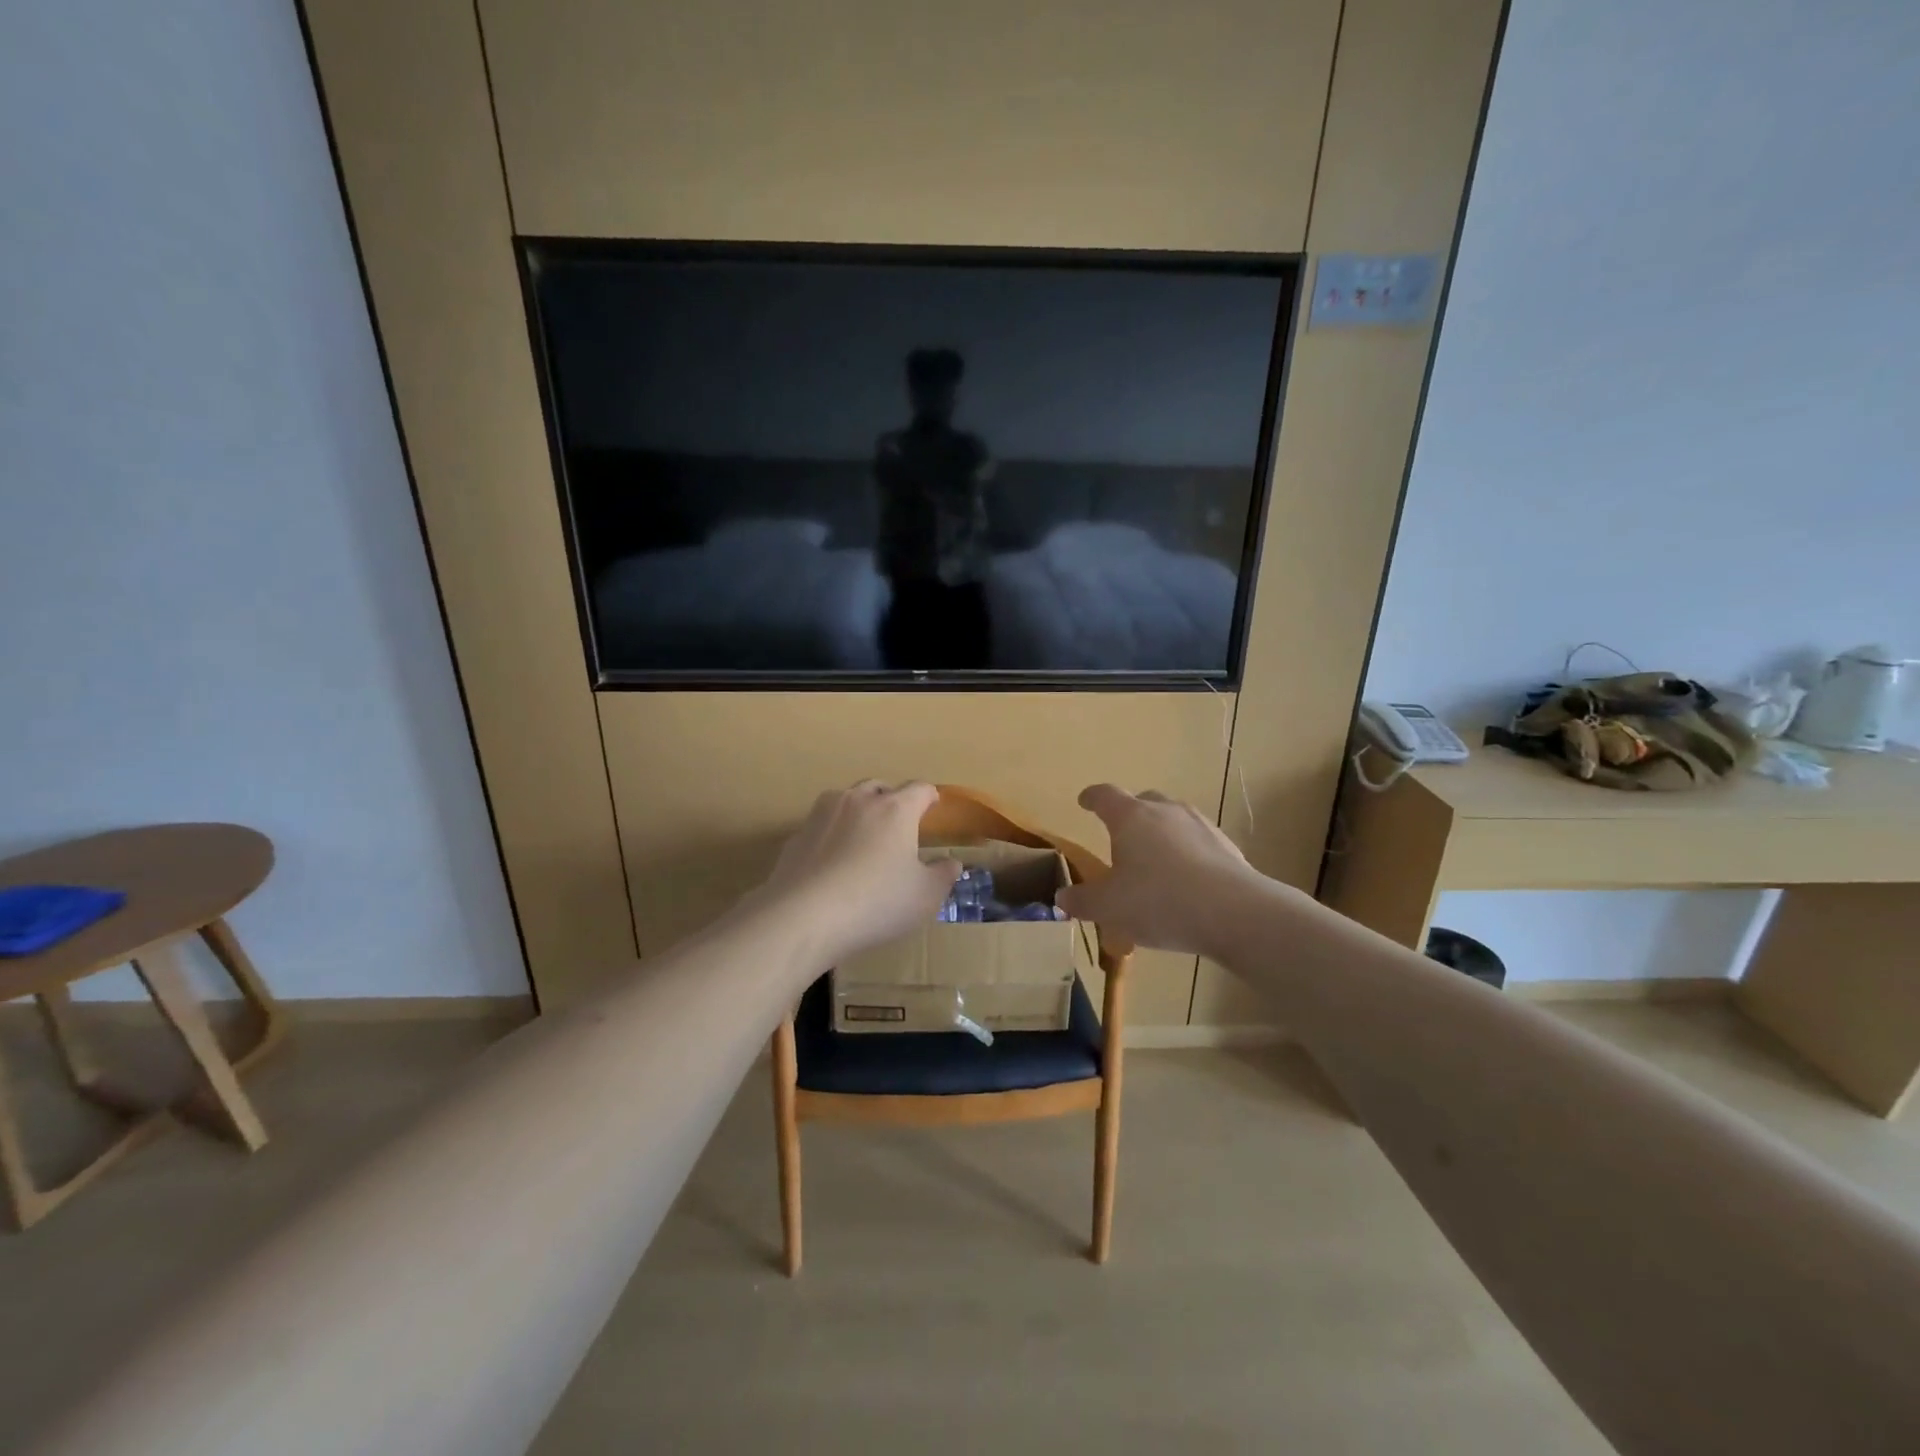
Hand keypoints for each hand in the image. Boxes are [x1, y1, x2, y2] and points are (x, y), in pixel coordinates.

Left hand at [753, 781, 961, 968]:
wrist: (803, 916)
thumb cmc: (876, 902)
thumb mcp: (924, 897)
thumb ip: (943, 875)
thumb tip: (951, 862)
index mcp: (896, 809)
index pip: (920, 789)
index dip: (930, 796)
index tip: (933, 806)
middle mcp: (859, 801)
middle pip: (880, 788)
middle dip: (892, 800)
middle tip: (899, 824)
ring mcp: (823, 814)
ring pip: (847, 800)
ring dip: (859, 811)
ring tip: (864, 837)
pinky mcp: (797, 834)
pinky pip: (822, 826)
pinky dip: (832, 835)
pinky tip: (833, 862)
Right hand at [1056, 784, 1266, 957]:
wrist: (1234, 913)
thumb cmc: (1158, 902)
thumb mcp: (1109, 908)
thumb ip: (1082, 901)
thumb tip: (1062, 898)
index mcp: (1131, 818)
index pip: (1106, 796)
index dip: (1092, 797)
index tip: (1084, 801)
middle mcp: (1166, 812)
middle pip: (1144, 801)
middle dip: (1130, 813)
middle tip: (1122, 834)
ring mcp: (1201, 826)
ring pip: (1175, 819)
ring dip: (1162, 833)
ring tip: (1156, 859)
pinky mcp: (1227, 847)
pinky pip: (1199, 842)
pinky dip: (1188, 853)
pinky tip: (1187, 880)